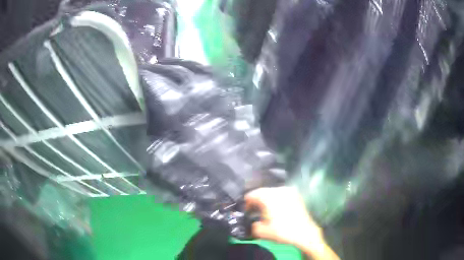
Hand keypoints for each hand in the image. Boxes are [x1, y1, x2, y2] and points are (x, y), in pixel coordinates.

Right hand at [245, 187, 339, 259]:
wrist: (305, 233)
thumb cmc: (283, 231)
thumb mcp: (262, 231)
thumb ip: (253, 225)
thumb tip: (253, 223)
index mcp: (269, 196)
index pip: (252, 194)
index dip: (246, 202)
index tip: (245, 209)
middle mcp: (279, 190)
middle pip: (262, 192)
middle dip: (257, 200)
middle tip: (254, 210)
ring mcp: (289, 191)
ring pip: (273, 192)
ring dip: (267, 199)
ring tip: (265, 210)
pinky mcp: (296, 196)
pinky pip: (282, 194)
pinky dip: (277, 200)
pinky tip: (277, 209)